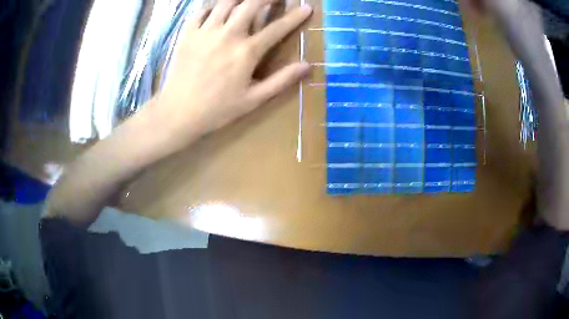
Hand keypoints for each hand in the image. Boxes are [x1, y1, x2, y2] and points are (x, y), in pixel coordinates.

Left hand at [151, 0, 311, 148]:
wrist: (178, 113)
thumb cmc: (217, 109)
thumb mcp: (253, 100)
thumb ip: (281, 80)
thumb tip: (307, 65)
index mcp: (246, 52)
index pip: (277, 27)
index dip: (295, 16)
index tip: (306, 7)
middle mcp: (227, 34)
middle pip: (252, 3)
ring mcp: (205, 32)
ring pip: (227, 2)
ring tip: (247, 2)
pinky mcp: (188, 34)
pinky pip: (202, 11)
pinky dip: (213, 7)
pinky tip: (218, 12)